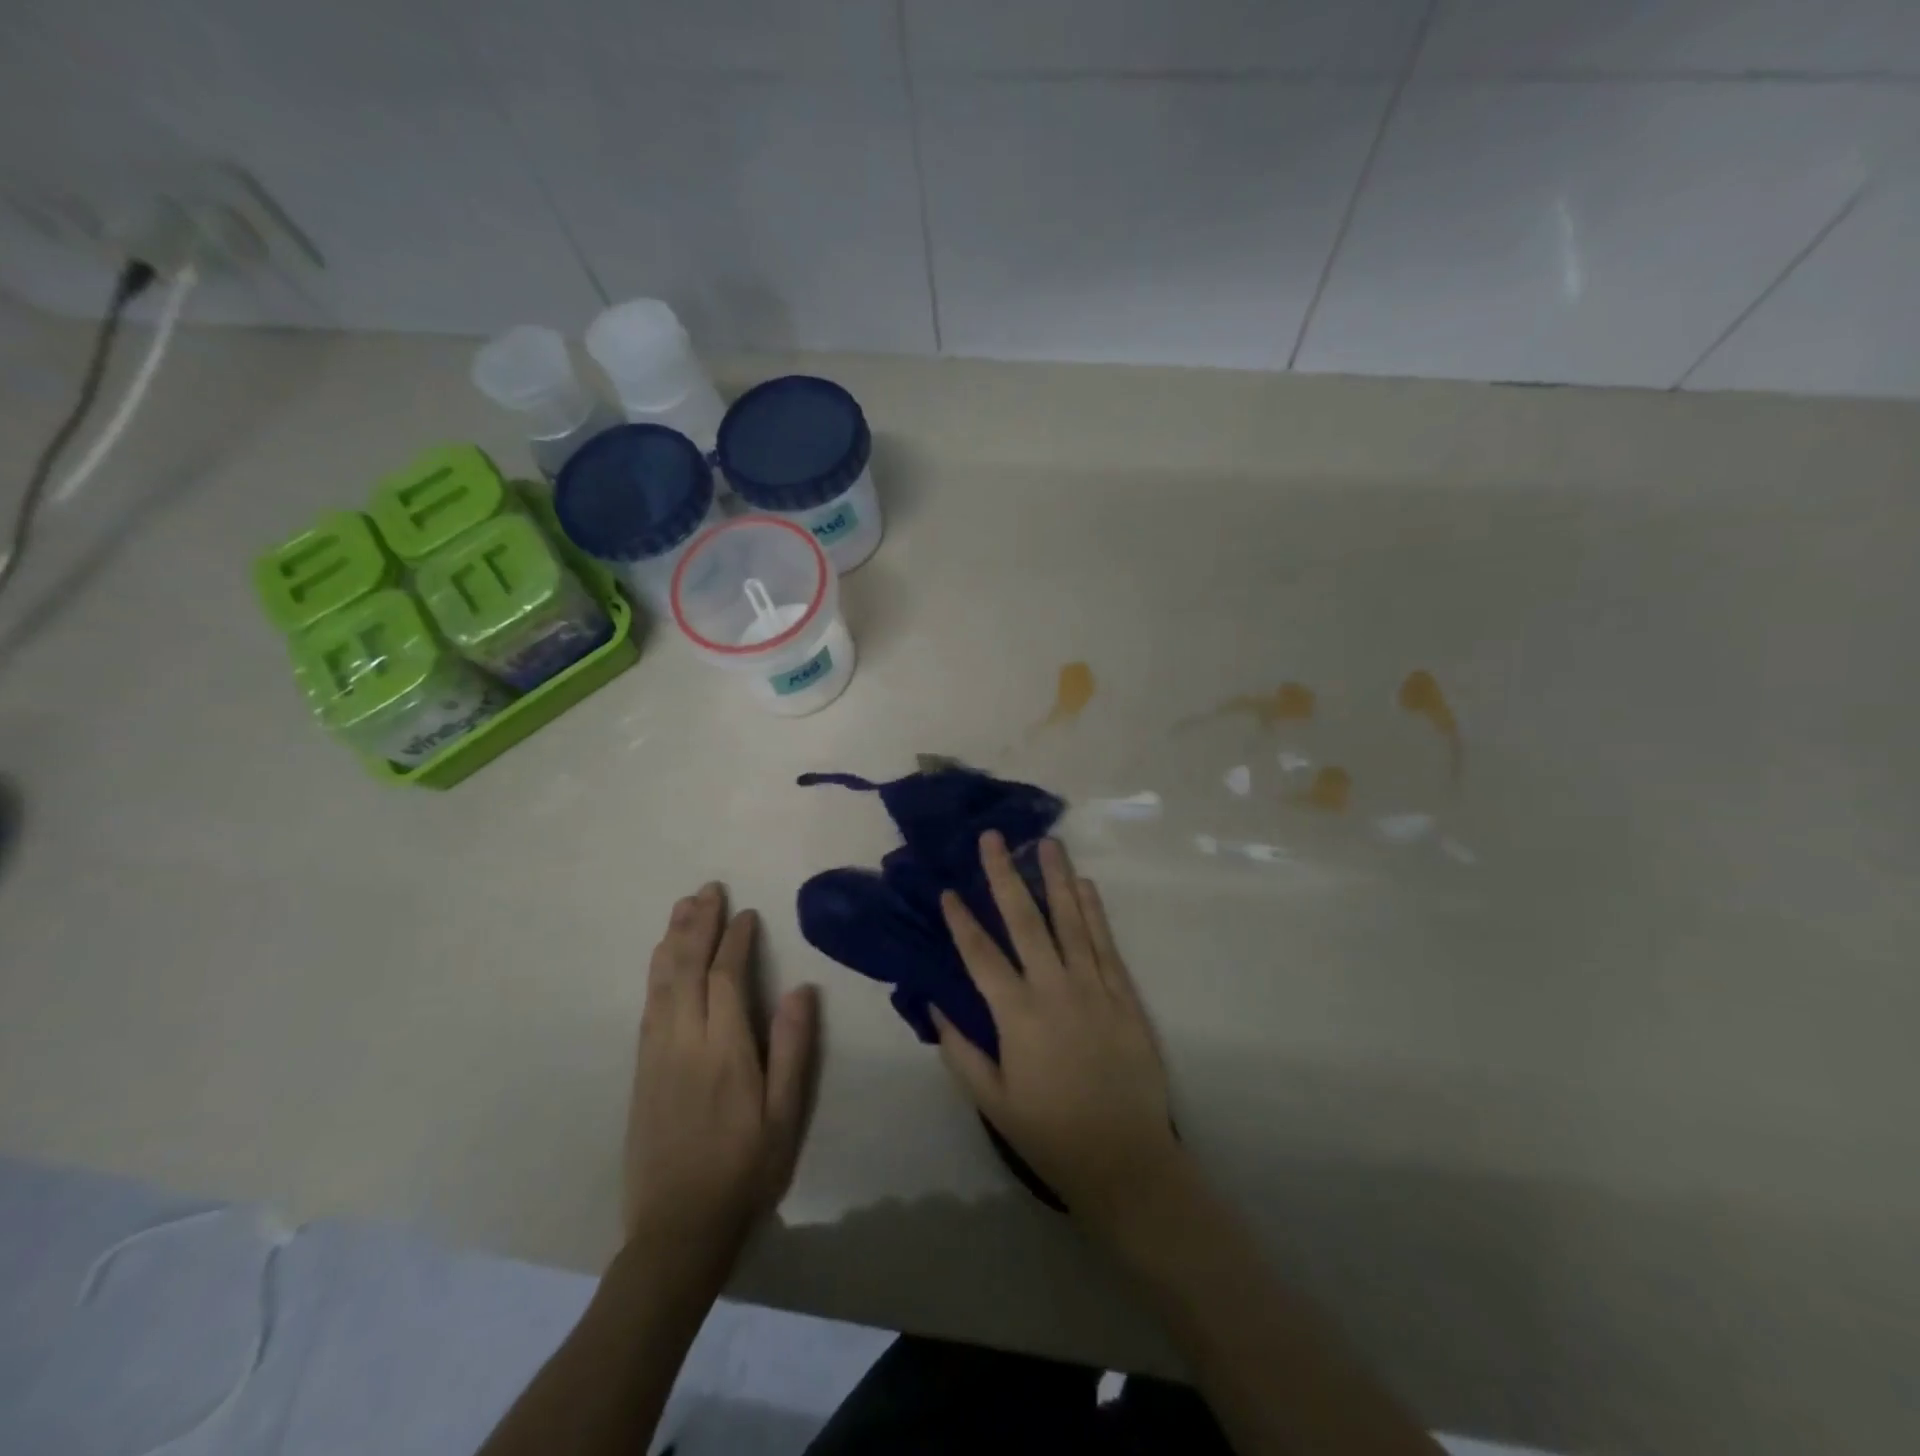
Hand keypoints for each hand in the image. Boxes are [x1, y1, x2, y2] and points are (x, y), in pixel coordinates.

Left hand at [624, 883, 817, 1263]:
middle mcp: (684, 1042)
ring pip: (661, 983)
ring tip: (682, 908)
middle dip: (698, 925)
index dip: (736, 940)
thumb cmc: (745, 1171)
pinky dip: (656, 973)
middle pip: (686, 968)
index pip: (726, 977)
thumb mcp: (785, 1115)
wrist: (677, 1231)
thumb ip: (794, 1048)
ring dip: (672, 940)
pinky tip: (661, 960)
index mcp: (725, 1050)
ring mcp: (656, 1056)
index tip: (746, 913)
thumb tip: (802, 988)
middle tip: (707, 889)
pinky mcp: (641, 1072)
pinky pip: (648, 1007)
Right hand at [932, 833, 1186, 1240]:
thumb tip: (935, 1002)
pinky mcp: (1124, 995)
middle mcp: (1054, 989)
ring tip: (1047, 842)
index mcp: (1017, 1016)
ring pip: (1071, 921)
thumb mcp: (992, 1102)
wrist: (1126, 1160)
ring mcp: (1094, 988)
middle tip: (994, 838)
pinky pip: (1106, 943)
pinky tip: (1085, 885)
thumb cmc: (1050, 1133)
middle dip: (1005, 875)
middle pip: (1025, 921)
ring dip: (1056, 878)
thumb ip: (960, 1050)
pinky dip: (1094, 911)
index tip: (947, 889)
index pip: (980, 955)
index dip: (961, 920)